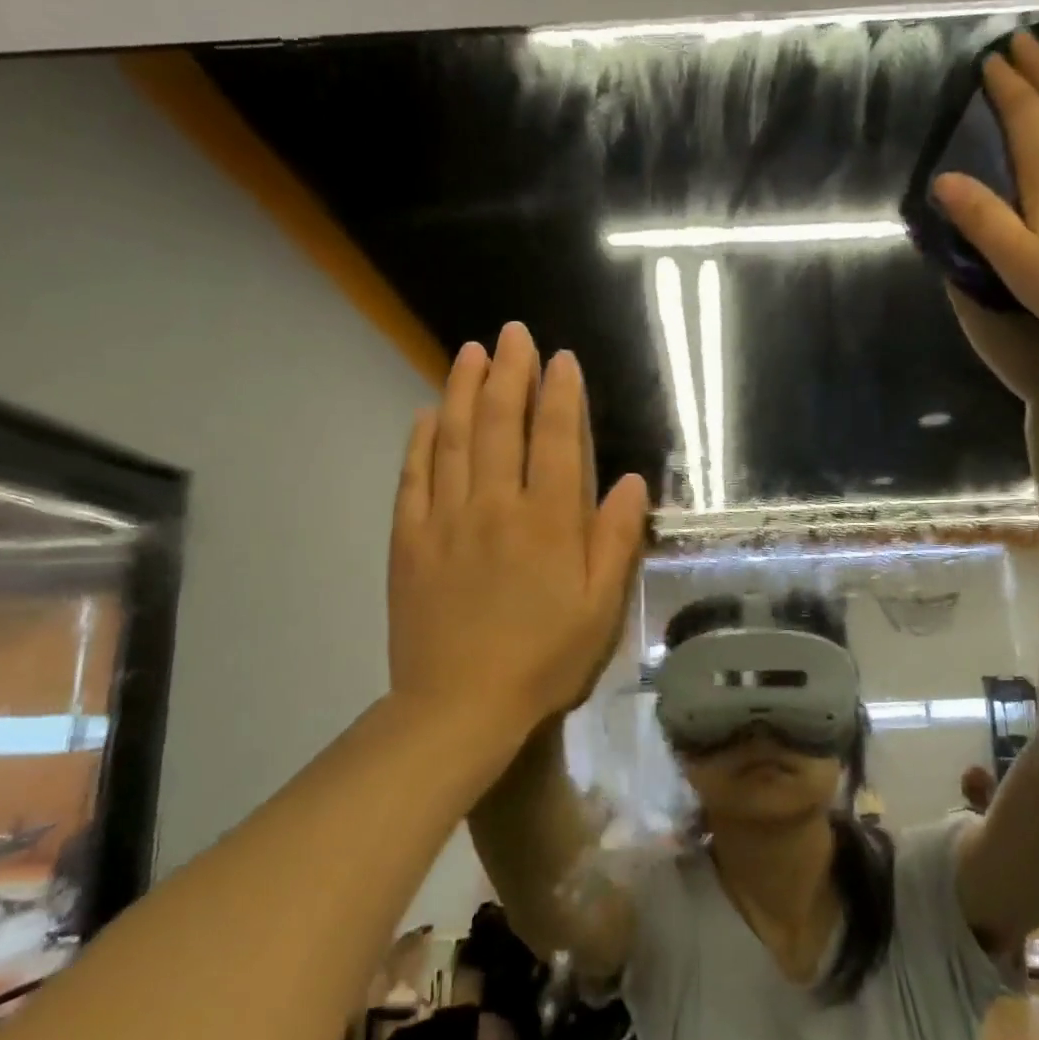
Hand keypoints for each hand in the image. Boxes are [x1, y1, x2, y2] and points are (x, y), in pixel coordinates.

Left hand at [388, 322, 647, 754]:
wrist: (460, 705)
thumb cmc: (544, 659)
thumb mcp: (601, 608)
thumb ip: (615, 540)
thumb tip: (628, 481)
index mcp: (548, 522)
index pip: (555, 439)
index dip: (560, 394)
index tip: (561, 359)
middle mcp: (496, 506)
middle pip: (501, 424)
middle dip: (510, 373)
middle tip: (512, 334)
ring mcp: (446, 519)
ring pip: (455, 439)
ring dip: (464, 390)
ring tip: (470, 352)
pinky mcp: (410, 540)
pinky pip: (414, 477)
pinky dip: (421, 441)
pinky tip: (427, 414)